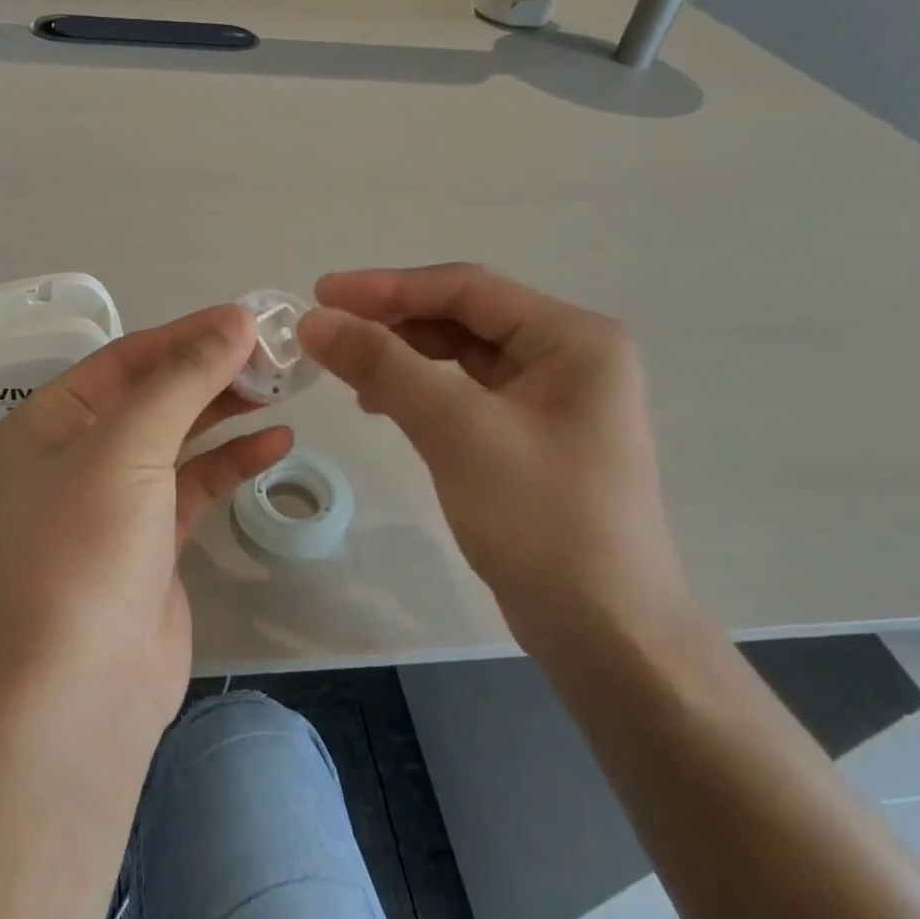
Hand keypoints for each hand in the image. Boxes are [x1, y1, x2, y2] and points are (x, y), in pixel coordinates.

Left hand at [0, 305, 293, 736]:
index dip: (188, 334)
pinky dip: (232, 461)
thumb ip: (185, 379)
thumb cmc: (87, 549)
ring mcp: (115, 499)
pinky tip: (277, 442)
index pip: (126, 359)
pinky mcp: (151, 539)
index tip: (250, 319)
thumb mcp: (129, 446)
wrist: (81, 690)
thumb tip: (237, 319)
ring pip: (178, 438)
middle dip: (212, 372)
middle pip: (154, 395)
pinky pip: (195, 484)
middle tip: (276, 353)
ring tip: (284, 388)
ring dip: (226, 412)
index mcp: (49, 422)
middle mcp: (77, 453)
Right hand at [297, 264, 686, 644]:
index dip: (387, 287)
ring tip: (345, 370)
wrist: (604, 631)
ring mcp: (552, 398)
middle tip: (326, 331)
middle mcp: (568, 355)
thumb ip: (384, 365)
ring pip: (460, 356)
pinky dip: (420, 391)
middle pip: (463, 317)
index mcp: (573, 338)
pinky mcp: (531, 435)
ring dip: (401, 356)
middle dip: (393, 321)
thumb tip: (315, 319)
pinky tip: (381, 404)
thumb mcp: (457, 431)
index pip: (466, 289)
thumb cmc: (541, 519)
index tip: (320, 293)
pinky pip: (465, 393)